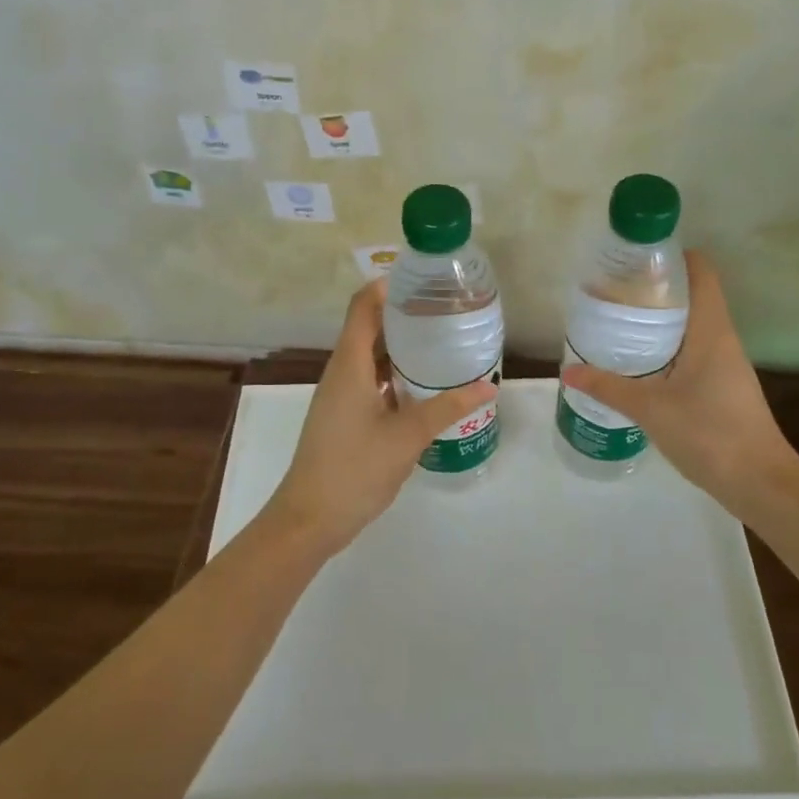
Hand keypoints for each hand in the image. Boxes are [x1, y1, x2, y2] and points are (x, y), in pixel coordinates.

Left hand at [263, 281, 495, 551]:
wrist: (310, 519)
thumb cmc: (354, 469)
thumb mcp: (407, 436)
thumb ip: (447, 408)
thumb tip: (488, 386)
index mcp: (349, 365)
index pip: (363, 306)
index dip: (388, 286)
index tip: (424, 280)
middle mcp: (341, 372)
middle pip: (369, 328)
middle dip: (405, 315)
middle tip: (447, 311)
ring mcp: (340, 395)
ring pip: (371, 357)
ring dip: (402, 347)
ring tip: (443, 342)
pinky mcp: (344, 416)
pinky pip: (371, 381)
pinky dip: (396, 374)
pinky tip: (426, 386)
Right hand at [562, 251, 798, 519]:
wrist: (760, 482)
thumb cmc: (710, 433)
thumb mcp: (651, 408)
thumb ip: (608, 388)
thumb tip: (568, 371)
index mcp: (711, 331)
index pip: (702, 273)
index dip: (675, 256)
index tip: (638, 257)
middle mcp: (722, 340)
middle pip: (693, 297)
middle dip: (656, 290)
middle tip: (614, 292)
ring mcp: (725, 365)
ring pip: (692, 327)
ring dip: (660, 321)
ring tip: (619, 323)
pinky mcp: (722, 388)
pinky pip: (693, 353)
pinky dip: (667, 349)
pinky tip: (640, 365)